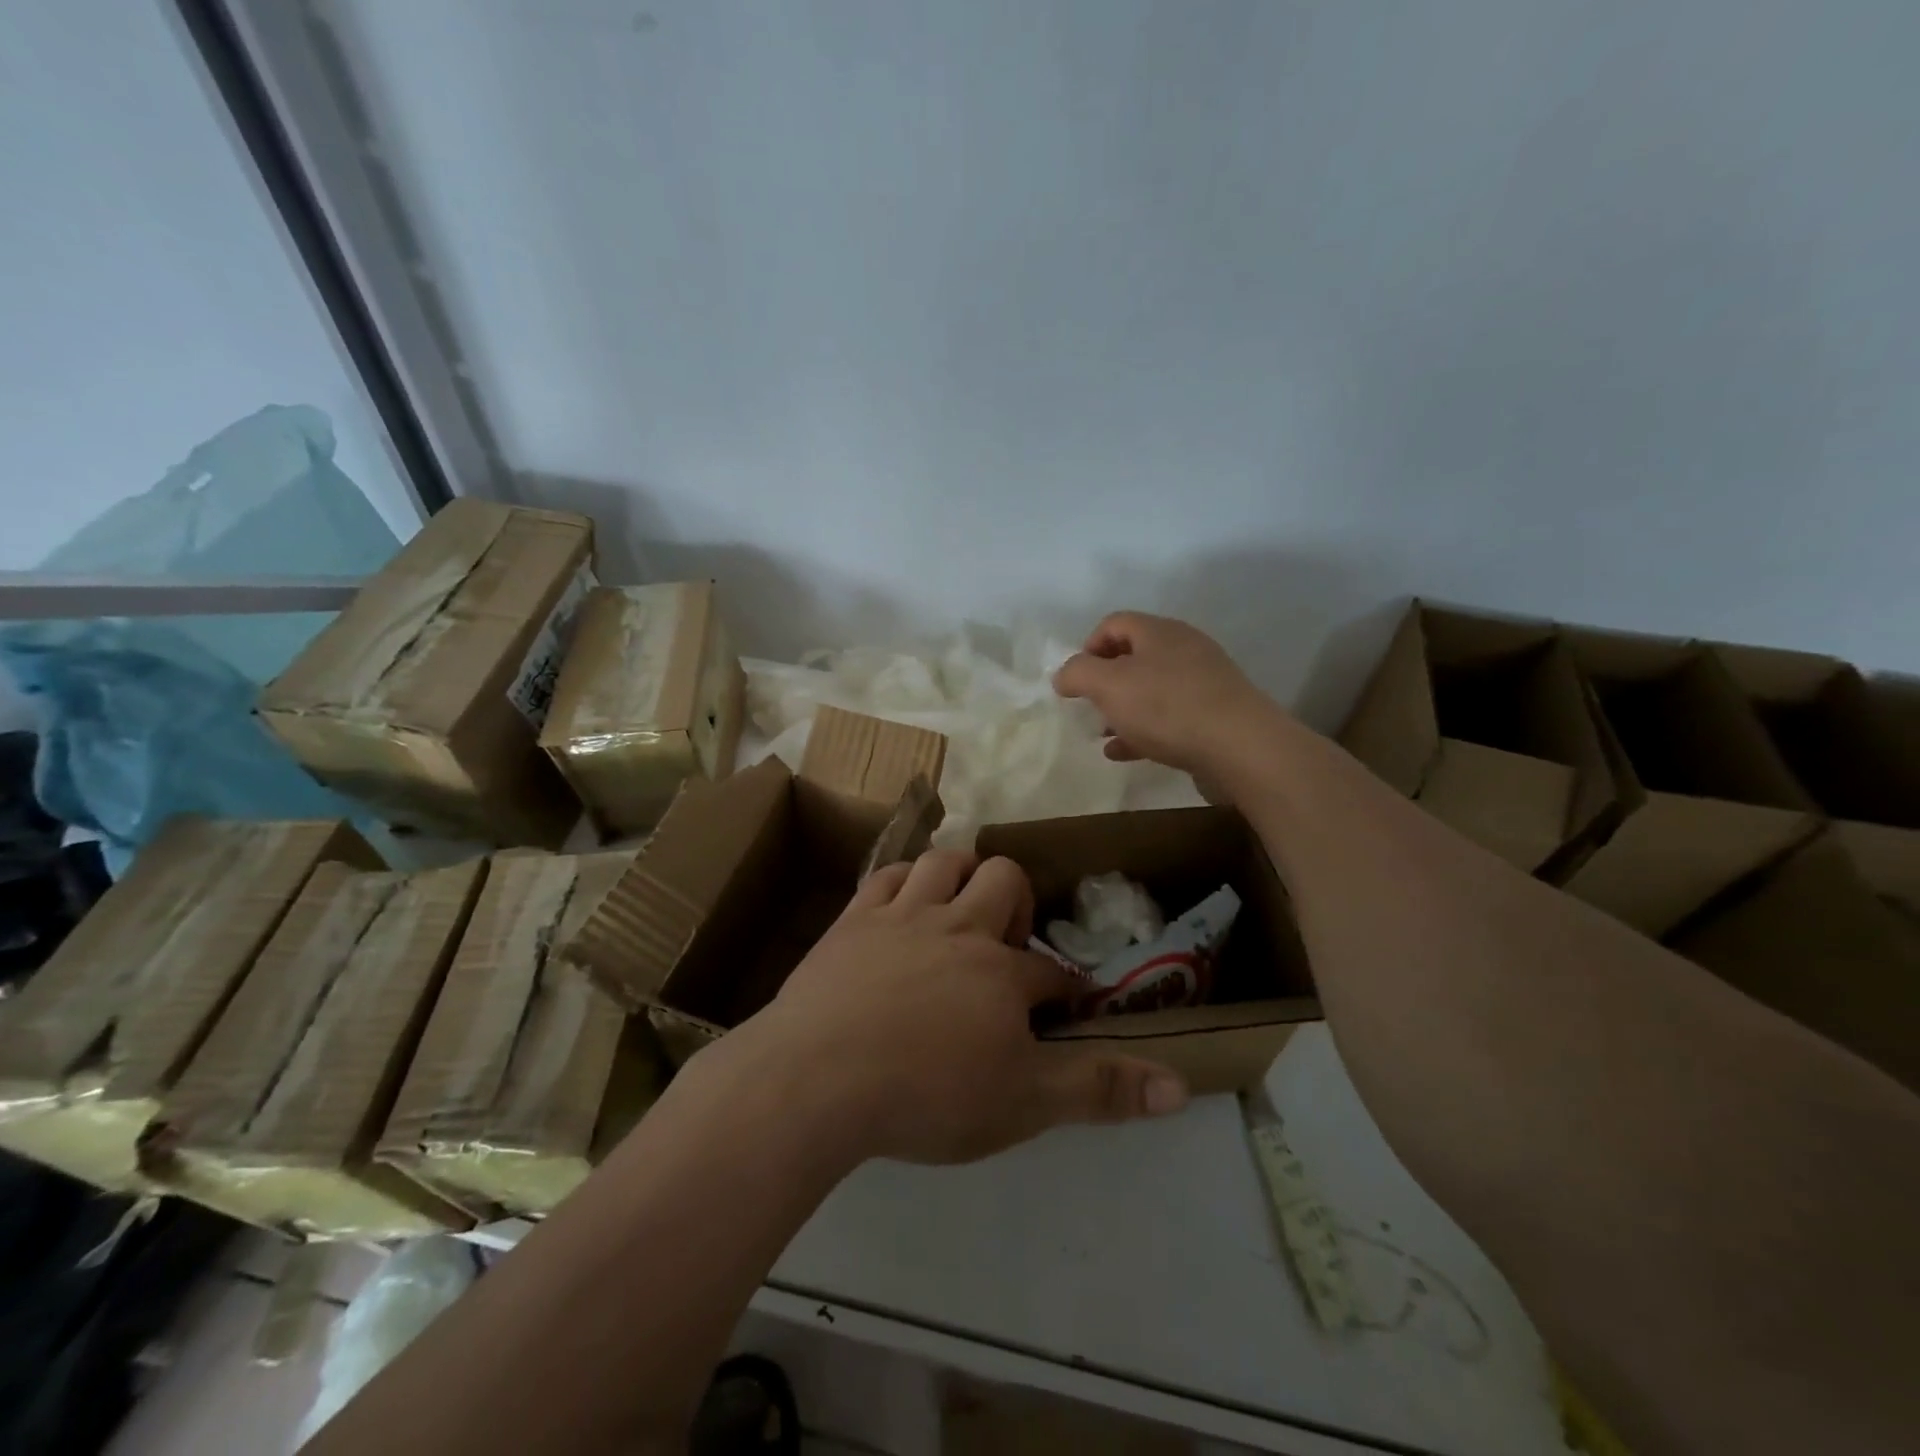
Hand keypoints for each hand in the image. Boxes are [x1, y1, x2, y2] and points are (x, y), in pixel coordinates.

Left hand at [730, 850, 1189, 1164]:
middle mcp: (959, 928)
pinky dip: (904, 880)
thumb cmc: (925, 1095)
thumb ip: (1098, 1090)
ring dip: (961, 874)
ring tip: (961, 907)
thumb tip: (1180, 1086)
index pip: (1050, 970)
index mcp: (1002, 974)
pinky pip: (888, 875)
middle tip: (1006, 945)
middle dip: (1017, 902)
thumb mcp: (1022, 1104)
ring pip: (946, 861)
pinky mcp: (854, 919)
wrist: (816, 1078)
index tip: (1060, 1006)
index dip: (1062, 987)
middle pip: (1004, 881)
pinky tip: (905, 901)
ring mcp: (903, 916)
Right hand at [1053, 611, 1285, 778]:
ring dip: (1123, 709)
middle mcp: (1184, 649)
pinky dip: (1143, 731)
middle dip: (1106, 681)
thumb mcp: (1109, 686)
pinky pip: (1169, 717)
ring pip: (1151, 689)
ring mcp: (1203, 683)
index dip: (1088, 646)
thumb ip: (1078, 674)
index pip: (1115, 623)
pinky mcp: (1214, 715)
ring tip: (1103, 733)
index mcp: (1159, 632)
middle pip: (1134, 656)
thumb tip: (1063, 674)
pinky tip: (1124, 753)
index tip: (1076, 680)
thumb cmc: (1167, 707)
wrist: (1240, 746)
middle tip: (1089, 706)